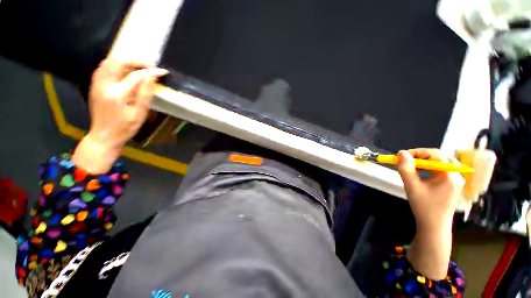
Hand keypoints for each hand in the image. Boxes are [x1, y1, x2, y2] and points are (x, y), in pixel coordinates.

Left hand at [72, 60, 168, 173]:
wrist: (104, 136)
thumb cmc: (125, 128)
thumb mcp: (139, 114)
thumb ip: (145, 95)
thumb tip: (151, 78)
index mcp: (118, 94)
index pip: (136, 76)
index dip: (151, 72)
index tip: (162, 72)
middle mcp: (104, 85)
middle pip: (118, 63)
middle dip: (136, 61)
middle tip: (149, 66)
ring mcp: (97, 84)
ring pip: (108, 63)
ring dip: (124, 61)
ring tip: (137, 66)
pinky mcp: (94, 86)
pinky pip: (102, 68)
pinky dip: (114, 65)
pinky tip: (123, 70)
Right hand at [397, 149, 463, 232]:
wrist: (434, 226)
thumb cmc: (424, 207)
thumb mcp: (412, 187)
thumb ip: (406, 169)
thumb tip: (401, 153)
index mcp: (449, 175)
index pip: (435, 154)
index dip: (417, 152)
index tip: (402, 156)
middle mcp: (456, 175)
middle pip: (439, 157)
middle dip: (421, 157)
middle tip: (406, 162)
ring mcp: (455, 180)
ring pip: (440, 162)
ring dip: (425, 162)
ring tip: (412, 168)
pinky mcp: (452, 184)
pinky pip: (441, 170)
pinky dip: (429, 168)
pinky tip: (421, 174)